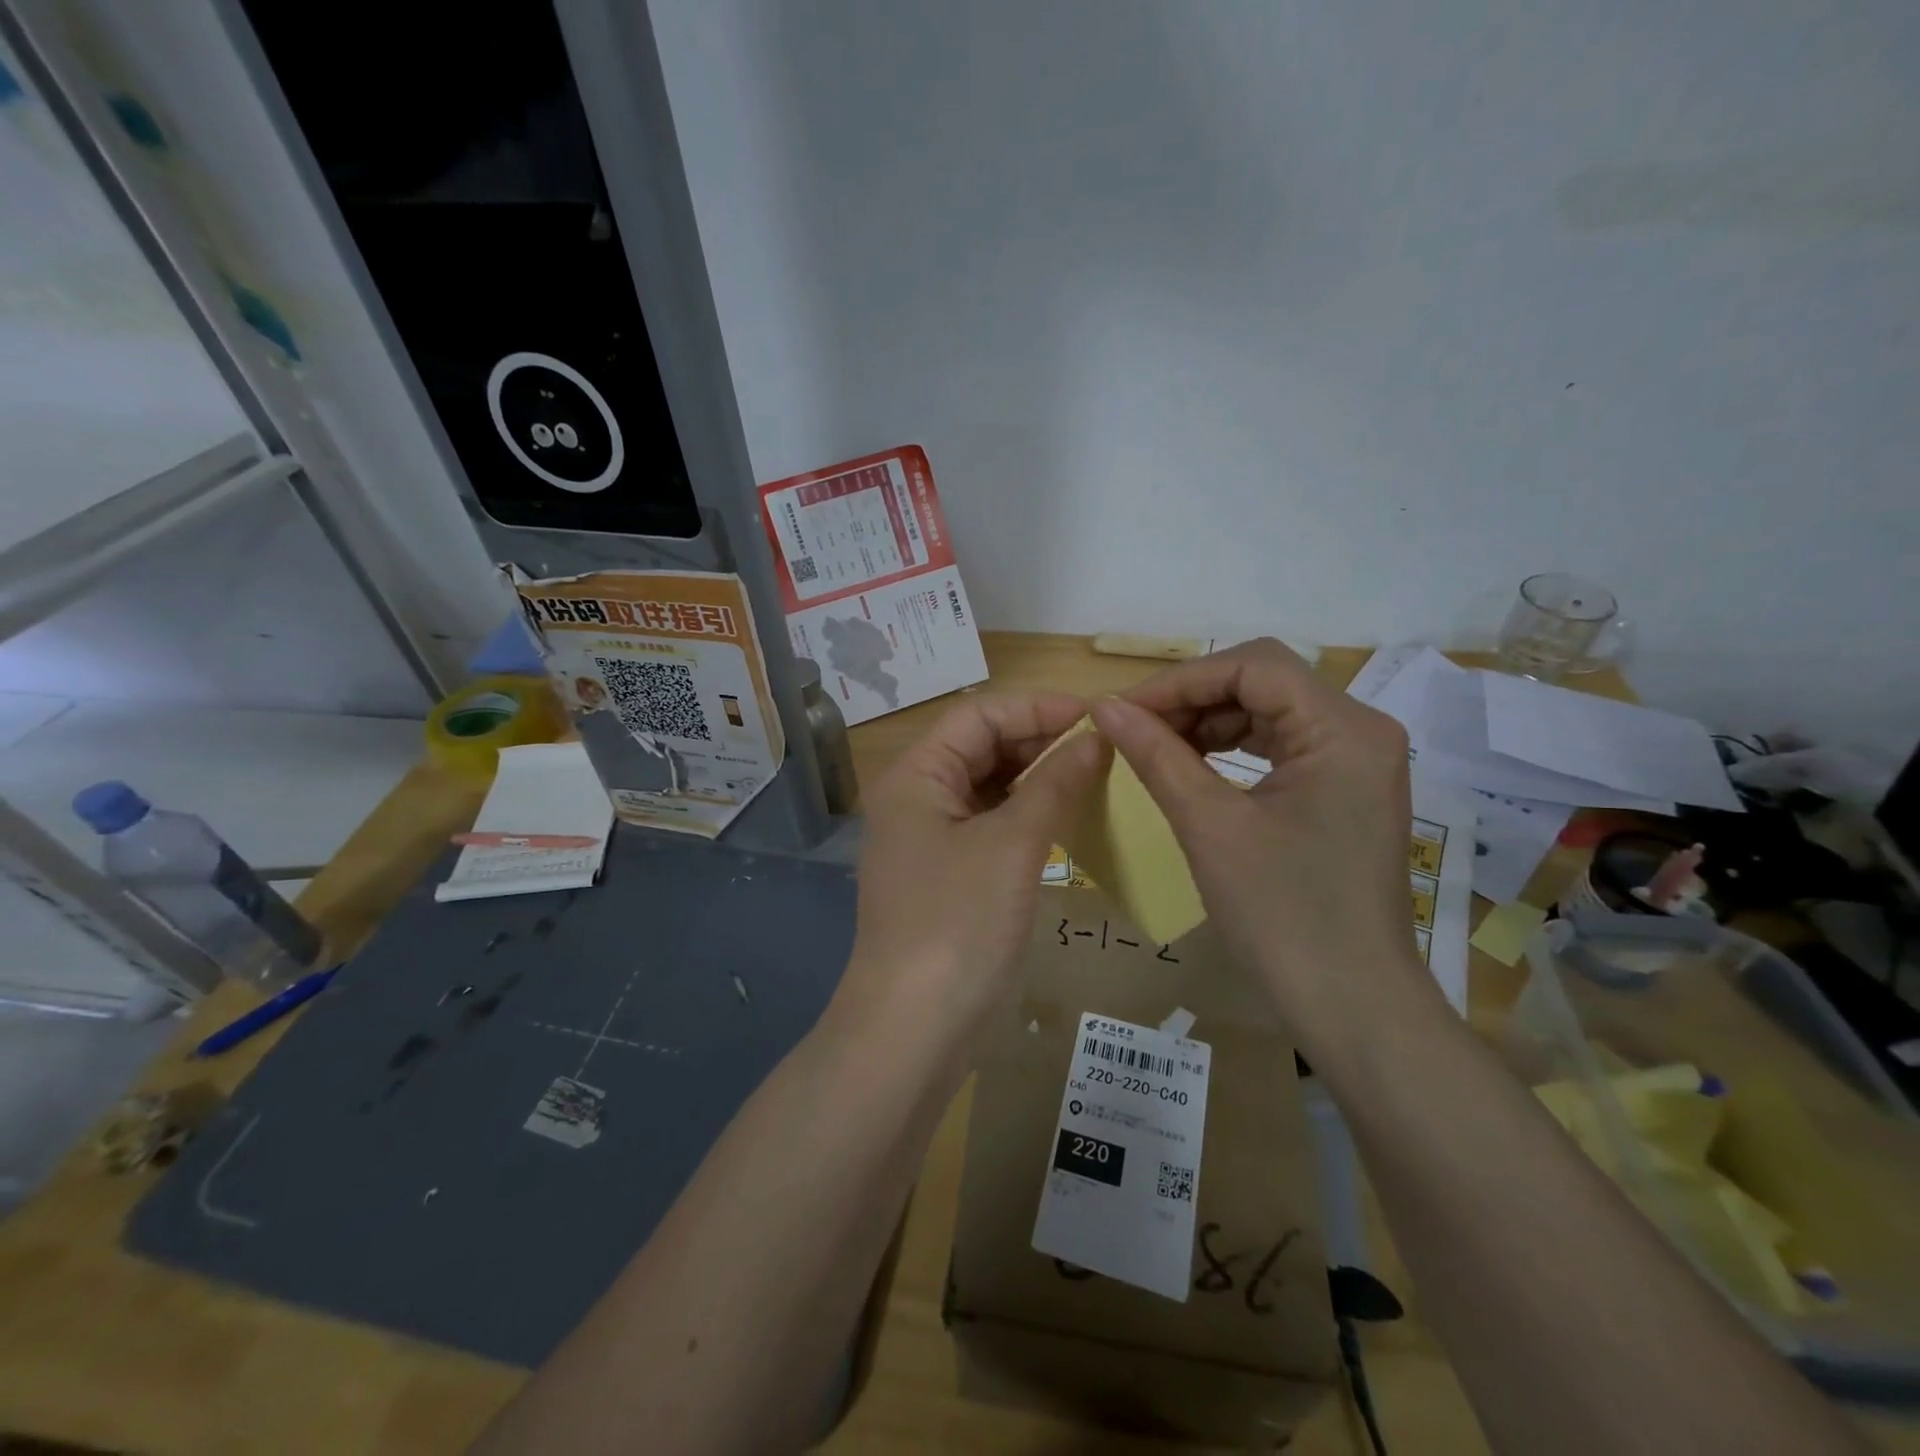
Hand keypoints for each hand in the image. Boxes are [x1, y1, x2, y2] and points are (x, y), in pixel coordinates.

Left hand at [831, 693, 1108, 1056]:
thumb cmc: (957, 923)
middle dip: (1040, 741)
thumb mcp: (1012, 846)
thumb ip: (1055, 783)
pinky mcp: (948, 875)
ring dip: (1037, 778)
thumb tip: (1096, 738)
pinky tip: (1068, 818)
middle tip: (1104, 748)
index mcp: (916, 776)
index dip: (1035, 708)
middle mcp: (917, 798)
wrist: (913, 1029)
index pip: (978, 715)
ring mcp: (930, 839)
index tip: (1096, 716)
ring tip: (1096, 776)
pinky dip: (1028, 815)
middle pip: (981, 748)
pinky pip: (991, 826)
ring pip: (989, 788)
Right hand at [1089, 640, 1440, 1053]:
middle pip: (1264, 682)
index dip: (1181, 680)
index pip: (1254, 666)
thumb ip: (1157, 755)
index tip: (1123, 709)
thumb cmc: (1282, 915)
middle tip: (1132, 728)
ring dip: (1208, 722)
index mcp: (1344, 730)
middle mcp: (1361, 731)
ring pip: (1268, 711)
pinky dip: (1230, 748)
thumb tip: (1105, 706)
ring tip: (1153, 747)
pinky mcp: (1343, 790)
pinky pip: (1279, 746)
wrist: (1350, 1006)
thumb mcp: (1210, 826)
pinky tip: (1191, 765)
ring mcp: (1356, 762)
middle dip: (1192, 699)